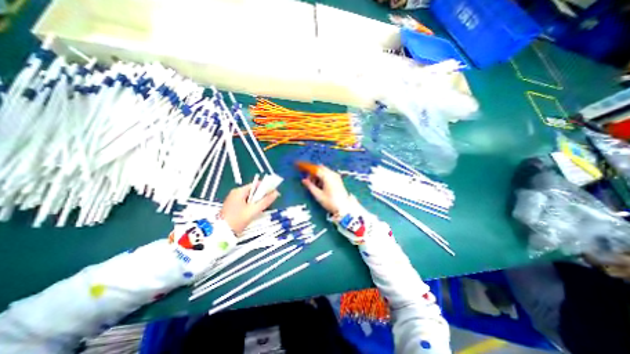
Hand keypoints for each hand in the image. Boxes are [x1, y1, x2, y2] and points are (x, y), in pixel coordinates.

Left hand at [222, 183, 278, 234]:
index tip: (274, 193)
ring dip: (257, 201)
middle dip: (262, 196)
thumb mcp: (253, 210)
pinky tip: (255, 212)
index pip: (256, 184)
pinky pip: (246, 202)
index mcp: (239, 191)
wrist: (221, 233)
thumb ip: (265, 201)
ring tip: (263, 208)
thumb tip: (276, 193)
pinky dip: (252, 205)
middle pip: (253, 191)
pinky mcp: (233, 206)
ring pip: (250, 197)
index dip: (266, 187)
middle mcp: (236, 193)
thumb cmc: (237, 220)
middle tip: (270, 202)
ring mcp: (233, 200)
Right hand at [303, 165, 352, 213]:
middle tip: (308, 180)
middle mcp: (332, 173)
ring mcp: (336, 176)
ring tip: (314, 185)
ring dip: (317, 175)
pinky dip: (322, 177)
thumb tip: (304, 180)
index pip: (314, 168)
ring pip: (323, 171)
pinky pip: (328, 174)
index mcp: (327, 176)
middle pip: (319, 168)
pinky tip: (320, 185)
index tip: (298, 164)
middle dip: (312, 172)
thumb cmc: (331, 202)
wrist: (344, 207)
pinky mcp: (338, 179)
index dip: (306, 166)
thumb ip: (310, 186)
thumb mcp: (318, 195)